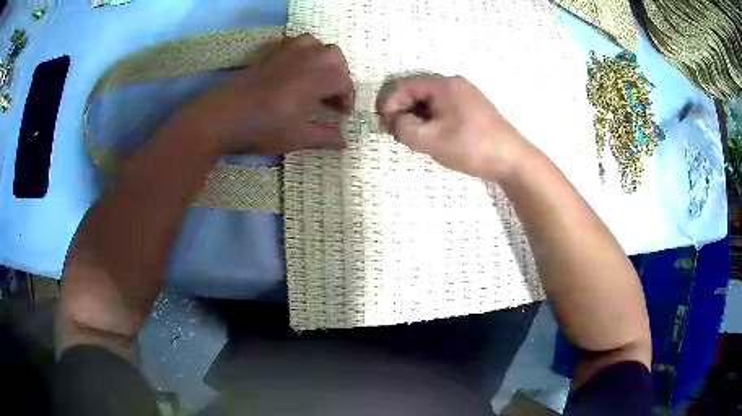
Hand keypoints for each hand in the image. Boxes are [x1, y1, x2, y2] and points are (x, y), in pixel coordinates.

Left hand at [166, 34, 353, 153]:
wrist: (223, 117)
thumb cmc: (264, 127)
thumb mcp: (298, 138)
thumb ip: (325, 137)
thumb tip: (344, 142)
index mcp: (317, 78)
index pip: (344, 81)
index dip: (347, 98)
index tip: (341, 114)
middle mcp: (305, 59)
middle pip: (334, 55)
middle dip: (339, 73)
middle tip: (330, 93)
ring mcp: (284, 53)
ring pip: (313, 43)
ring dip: (320, 56)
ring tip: (314, 75)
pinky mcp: (266, 54)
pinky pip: (288, 43)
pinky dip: (297, 50)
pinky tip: (291, 66)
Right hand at [376, 75, 528, 179]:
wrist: (512, 159)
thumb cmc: (471, 146)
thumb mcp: (430, 139)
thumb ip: (403, 128)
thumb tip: (395, 121)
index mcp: (443, 85)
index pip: (403, 87)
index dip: (389, 105)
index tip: (385, 127)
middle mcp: (454, 84)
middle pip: (416, 93)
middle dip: (402, 112)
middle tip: (398, 135)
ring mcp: (465, 96)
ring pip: (428, 103)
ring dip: (416, 119)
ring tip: (415, 140)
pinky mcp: (471, 109)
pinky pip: (442, 109)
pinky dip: (431, 121)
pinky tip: (432, 138)